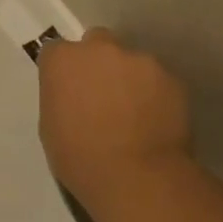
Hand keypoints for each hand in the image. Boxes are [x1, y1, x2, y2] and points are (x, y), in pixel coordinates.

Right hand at [38, 28, 190, 203]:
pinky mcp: (171, 77)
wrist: (137, 178)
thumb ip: (61, 98)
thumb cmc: (80, 159)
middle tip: (103, 96)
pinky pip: (158, 80)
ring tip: (135, 114)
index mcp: (64, 61)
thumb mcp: (51, 127)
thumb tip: (74, 95)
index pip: (56, 51)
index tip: (68, 90)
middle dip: (99, 62)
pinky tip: (155, 122)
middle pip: (97, 43)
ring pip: (132, 62)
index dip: (63, 70)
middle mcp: (101, 49)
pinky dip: (155, 94)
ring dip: (129, 79)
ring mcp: (140, 60)